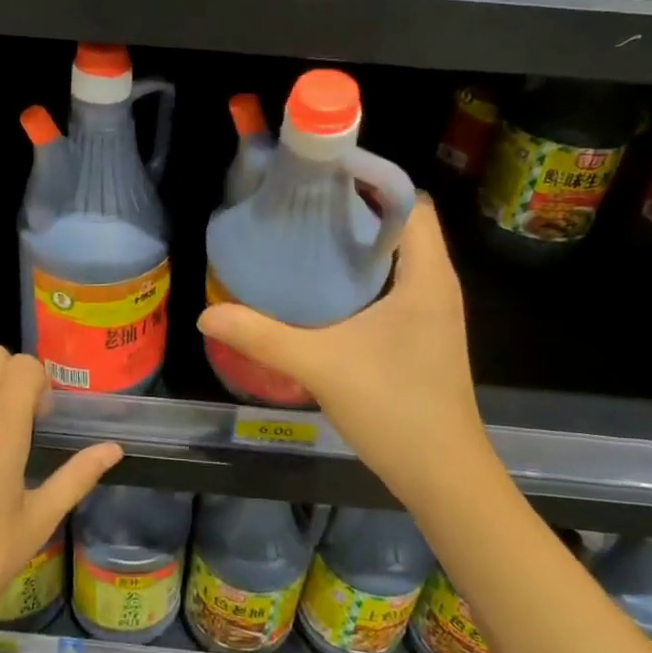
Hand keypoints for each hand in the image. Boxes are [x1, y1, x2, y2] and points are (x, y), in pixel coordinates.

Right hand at [197, 197, 487, 513]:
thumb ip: (262, 336)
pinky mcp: (424, 331)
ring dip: (359, 241)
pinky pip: (396, 280)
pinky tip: (324, 285)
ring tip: (306, 234)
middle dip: (356, 207)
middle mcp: (437, 283)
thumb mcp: (320, 366)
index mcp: (426, 276)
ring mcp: (433, 309)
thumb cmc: (394, 410)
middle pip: (401, 223)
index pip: (409, 202)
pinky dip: (364, 270)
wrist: (443, 477)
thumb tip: (208, 315)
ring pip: (399, 254)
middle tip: (302, 204)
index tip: (322, 175)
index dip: (371, 181)